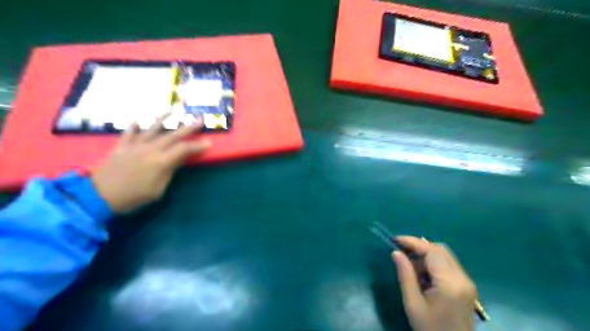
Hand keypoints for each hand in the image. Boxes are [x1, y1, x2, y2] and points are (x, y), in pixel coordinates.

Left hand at [90, 115, 209, 212]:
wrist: (100, 196)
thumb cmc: (134, 196)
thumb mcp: (158, 190)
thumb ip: (169, 172)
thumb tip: (177, 161)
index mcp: (161, 161)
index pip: (184, 149)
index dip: (197, 146)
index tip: (208, 143)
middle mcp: (150, 149)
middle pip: (172, 135)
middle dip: (188, 128)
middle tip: (200, 120)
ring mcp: (135, 146)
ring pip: (152, 129)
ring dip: (163, 119)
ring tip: (172, 110)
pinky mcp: (121, 147)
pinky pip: (129, 133)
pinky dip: (133, 126)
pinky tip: (137, 120)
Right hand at [393, 237, 475, 330]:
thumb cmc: (430, 329)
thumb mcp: (413, 304)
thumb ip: (405, 275)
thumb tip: (396, 252)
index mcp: (450, 283)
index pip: (432, 251)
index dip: (413, 242)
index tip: (395, 239)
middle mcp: (462, 278)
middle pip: (440, 250)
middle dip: (419, 246)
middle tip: (401, 251)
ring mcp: (467, 282)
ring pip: (445, 256)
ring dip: (426, 255)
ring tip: (409, 265)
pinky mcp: (466, 287)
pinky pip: (448, 265)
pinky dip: (433, 263)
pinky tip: (422, 274)